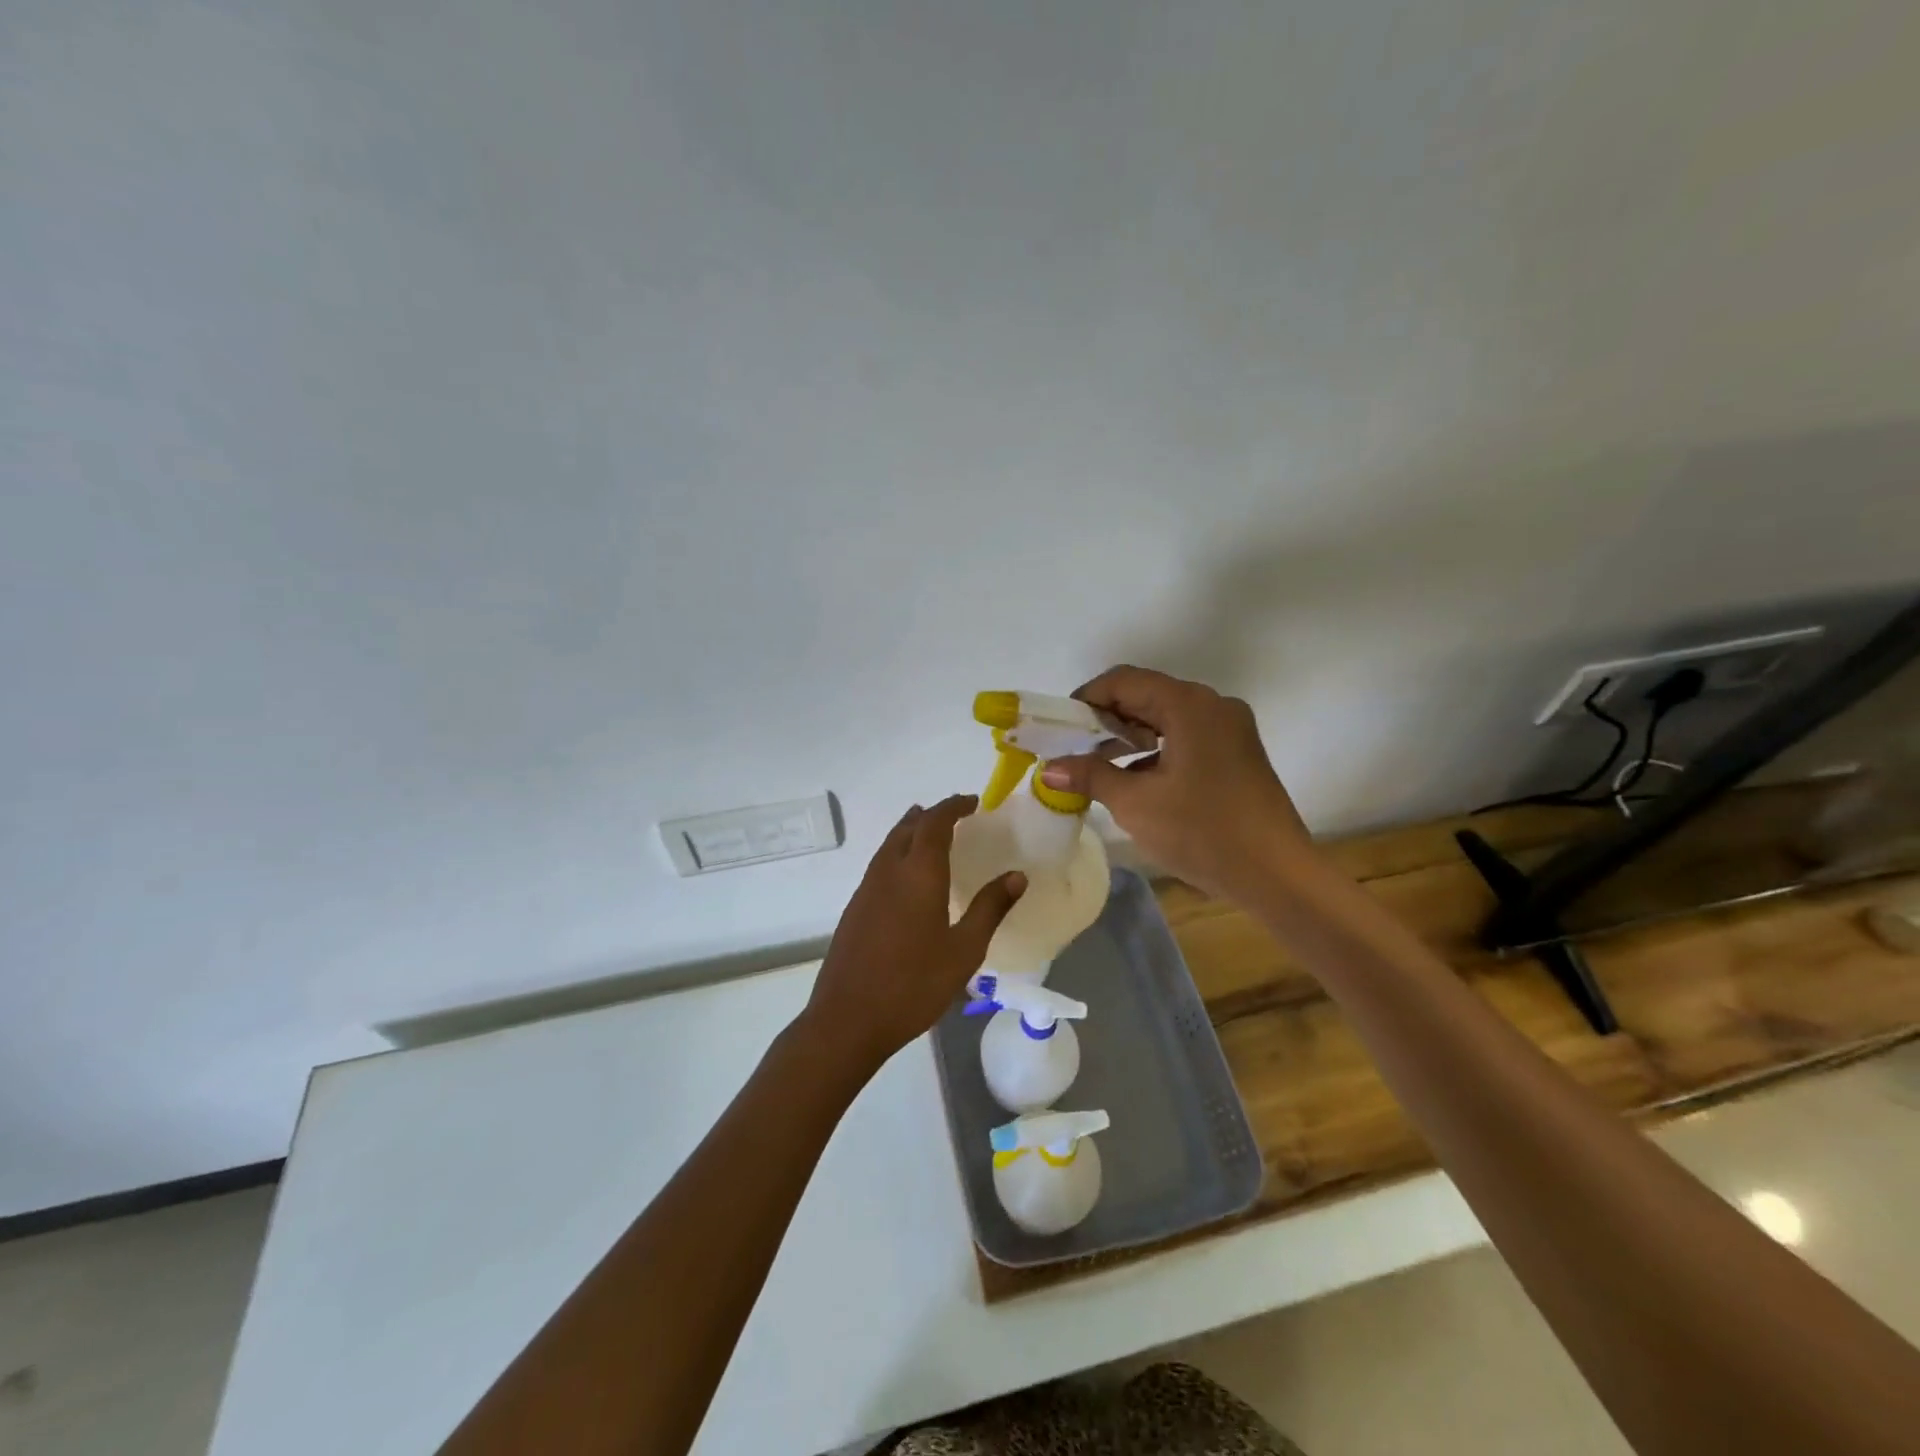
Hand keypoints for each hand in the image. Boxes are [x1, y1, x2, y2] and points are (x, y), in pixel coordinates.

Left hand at [801, 795, 1025, 1071]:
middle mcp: (888, 870)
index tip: (974, 802)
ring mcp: (866, 889)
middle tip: (958, 816)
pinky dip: (899, 853)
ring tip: (934, 836)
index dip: (953, 806)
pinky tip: (910, 877)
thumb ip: (990, 908)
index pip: (935, 822)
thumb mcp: (964, 949)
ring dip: (912, 831)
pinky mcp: (854, 908)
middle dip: (932, 815)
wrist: (848, 1020)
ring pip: (889, 844)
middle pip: (908, 827)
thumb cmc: (914, 985)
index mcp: (917, 872)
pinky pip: (880, 864)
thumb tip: (1017, 875)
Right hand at [1040, 666, 1312, 901]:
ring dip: (1130, 735)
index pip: (1124, 681)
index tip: (1061, 728)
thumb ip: (1090, 776)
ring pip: (1167, 716)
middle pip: (1147, 695)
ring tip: (1098, 764)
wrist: (1277, 875)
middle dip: (1106, 718)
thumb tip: (1048, 768)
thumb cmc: (1202, 832)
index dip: (1086, 698)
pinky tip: (1136, 779)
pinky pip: (1187, 735)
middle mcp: (1213, 704)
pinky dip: (1157, 749)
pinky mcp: (1238, 751)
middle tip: (1073, 747)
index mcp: (1188, 705)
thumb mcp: (1136, 804)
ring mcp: (1230, 728)